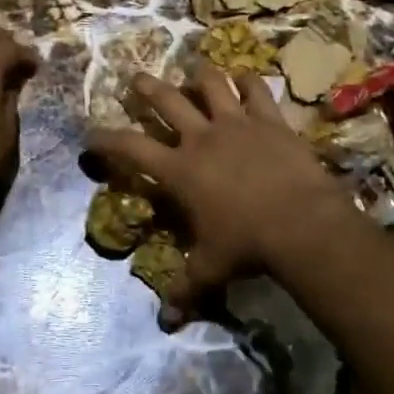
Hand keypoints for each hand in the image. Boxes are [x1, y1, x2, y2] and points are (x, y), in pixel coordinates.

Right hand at [87, 63, 355, 317]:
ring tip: (195, 71)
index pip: (131, 148)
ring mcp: (237, 123)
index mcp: (180, 170)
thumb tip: (165, 322)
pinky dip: (249, 81)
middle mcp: (202, 137)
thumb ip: (185, 289)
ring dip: (200, 76)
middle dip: (146, 86)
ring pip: (211, 83)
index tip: (91, 133)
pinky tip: (246, 78)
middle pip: (166, 100)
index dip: (106, 139)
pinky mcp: (269, 120)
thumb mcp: (210, 270)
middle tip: (135, 77)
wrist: (302, 223)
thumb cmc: (248, 245)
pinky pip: (257, 89)